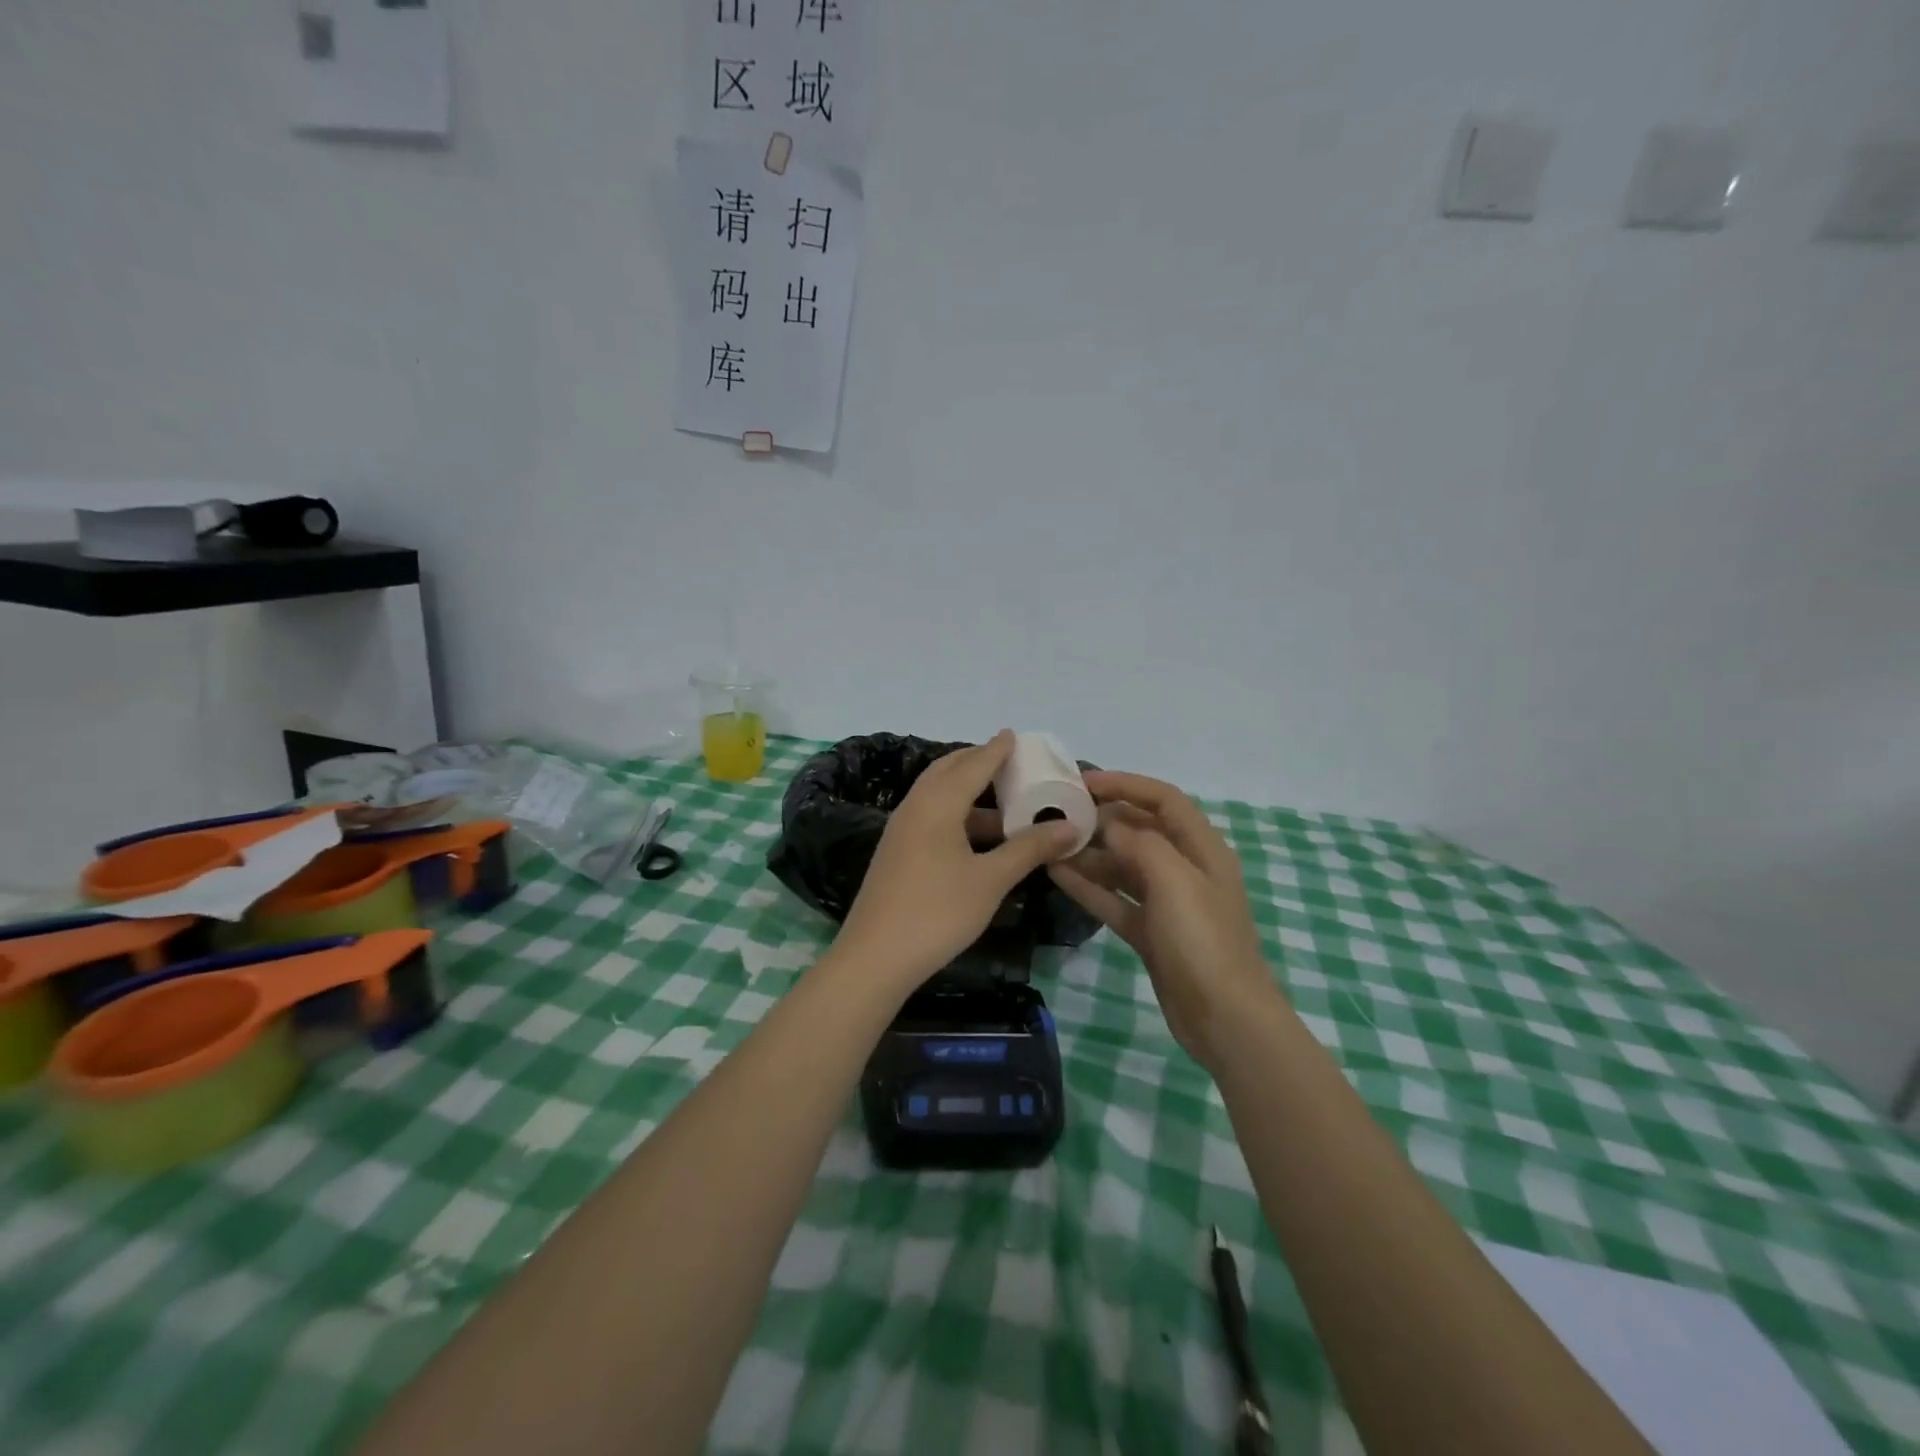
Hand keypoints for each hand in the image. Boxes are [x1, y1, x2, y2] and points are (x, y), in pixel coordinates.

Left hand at [833, 731, 1079, 995]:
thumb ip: (1029, 849)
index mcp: (937, 804)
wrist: (874, 958)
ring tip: (1003, 801)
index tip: (1014, 734)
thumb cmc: (937, 912)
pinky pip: (930, 817)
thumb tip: (1070, 827)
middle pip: (948, 772)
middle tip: (1008, 761)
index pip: (973, 765)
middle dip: (977, 762)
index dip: (996, 750)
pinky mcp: (896, 853)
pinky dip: (956, 813)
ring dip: (968, 792)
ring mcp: (901, 831)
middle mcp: (915, 807)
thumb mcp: (990, 880)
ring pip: (937, 796)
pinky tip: (976, 836)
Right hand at [1048, 771, 1278, 1071]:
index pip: (1164, 799)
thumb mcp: (1175, 881)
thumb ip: (1140, 843)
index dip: (1126, 784)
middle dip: (1102, 819)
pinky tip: (1057, 875)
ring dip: (1090, 854)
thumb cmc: (1203, 941)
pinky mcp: (1151, 933)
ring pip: (1123, 866)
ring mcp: (1167, 903)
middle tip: (1058, 813)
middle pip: (1141, 830)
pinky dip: (1089, 887)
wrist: (1224, 1019)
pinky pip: (1115, 900)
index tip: (1083, 782)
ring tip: (1048, 844)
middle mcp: (1185, 869)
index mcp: (1202, 849)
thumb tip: (1109, 825)